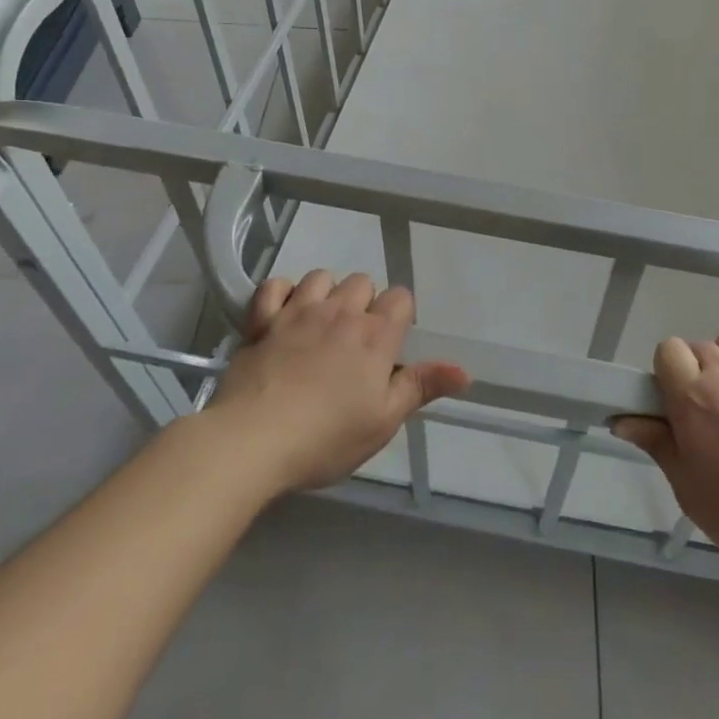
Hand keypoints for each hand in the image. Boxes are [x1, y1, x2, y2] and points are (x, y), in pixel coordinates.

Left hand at [208, 270, 469, 494]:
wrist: (251, 441)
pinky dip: (281, 293)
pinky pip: (275, 286)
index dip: (400, 316)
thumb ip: (421, 387)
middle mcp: (341, 312)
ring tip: (321, 324)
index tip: (390, 345)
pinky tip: (283, 313)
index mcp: (375, 335)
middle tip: (354, 341)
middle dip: (364, 303)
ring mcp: (298, 312)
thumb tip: (466, 371)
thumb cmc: (326, 437)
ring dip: (326, 293)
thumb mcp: (383, 421)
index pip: (401, 298)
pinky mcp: (262, 321)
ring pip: (321, 276)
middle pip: (362, 281)